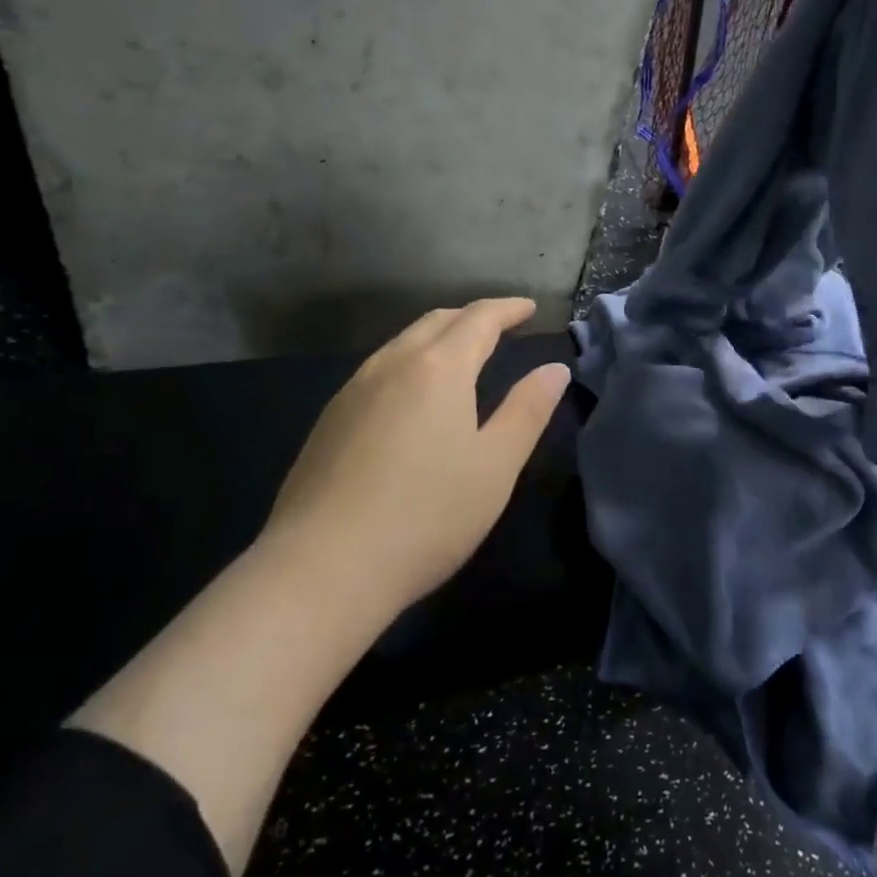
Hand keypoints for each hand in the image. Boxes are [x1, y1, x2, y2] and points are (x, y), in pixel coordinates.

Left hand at [263, 298, 570, 619]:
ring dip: (438, 337)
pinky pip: (379, 370)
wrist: (323, 567)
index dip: (508, 309)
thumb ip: (527, 410)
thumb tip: (554, 369)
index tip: (530, 308)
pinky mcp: (330, 419)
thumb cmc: (428, 515)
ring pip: (403, 343)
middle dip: (473, 317)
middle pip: (437, 321)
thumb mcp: (496, 465)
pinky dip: (409, 363)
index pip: (479, 318)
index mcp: (438, 367)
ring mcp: (353, 390)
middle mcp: (392, 364)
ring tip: (461, 355)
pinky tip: (412, 396)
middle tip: (501, 327)